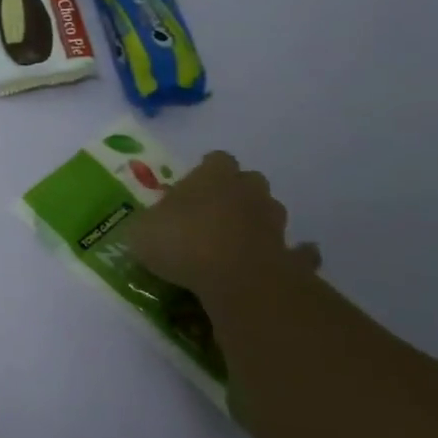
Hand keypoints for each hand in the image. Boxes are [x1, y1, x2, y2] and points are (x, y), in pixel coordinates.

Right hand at [125, 151, 318, 308]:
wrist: (236, 277)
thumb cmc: (182, 242)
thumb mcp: (141, 232)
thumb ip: (146, 226)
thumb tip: (147, 229)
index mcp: (213, 175)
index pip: (215, 160)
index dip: (204, 172)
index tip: (191, 188)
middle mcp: (248, 190)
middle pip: (248, 182)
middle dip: (235, 194)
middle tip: (213, 214)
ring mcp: (273, 222)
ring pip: (270, 212)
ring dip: (257, 222)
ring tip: (237, 241)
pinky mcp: (290, 254)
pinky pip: (295, 252)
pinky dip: (292, 256)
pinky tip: (280, 263)